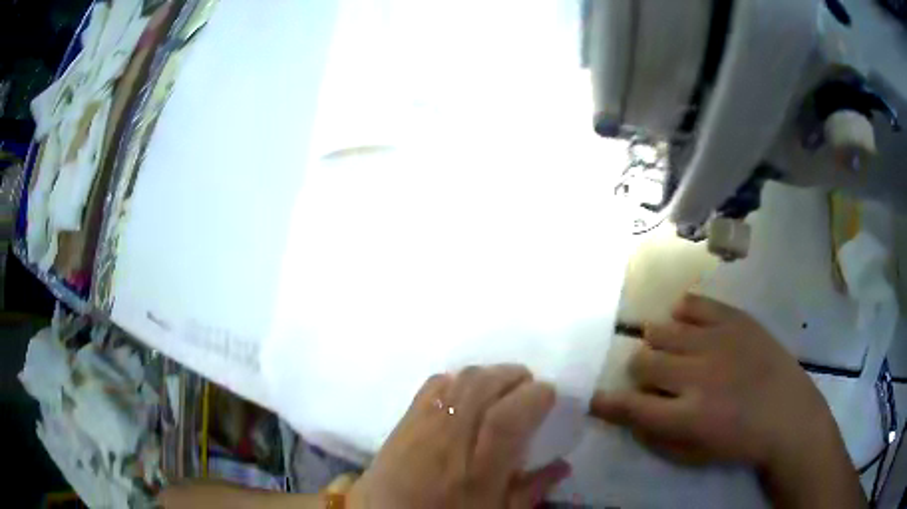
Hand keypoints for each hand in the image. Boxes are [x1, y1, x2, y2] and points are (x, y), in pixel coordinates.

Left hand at [349, 365, 570, 508]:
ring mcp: (422, 426)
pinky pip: (432, 385)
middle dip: (513, 375)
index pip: (506, 419)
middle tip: (529, 384)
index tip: (550, 393)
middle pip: (481, 388)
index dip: (533, 397)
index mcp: (476, 471)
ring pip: (458, 380)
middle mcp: (448, 440)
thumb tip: (564, 465)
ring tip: (502, 384)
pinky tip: (466, 391)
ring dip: (487, 373)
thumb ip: (531, 490)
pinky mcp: (403, 420)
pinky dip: (456, 379)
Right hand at [591, 294, 835, 469]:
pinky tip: (687, 325)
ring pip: (662, 330)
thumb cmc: (739, 442)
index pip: (630, 405)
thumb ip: (655, 436)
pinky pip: (693, 304)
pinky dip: (682, 314)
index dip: (605, 402)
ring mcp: (718, 341)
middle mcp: (697, 375)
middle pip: (642, 360)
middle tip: (653, 378)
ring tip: (673, 351)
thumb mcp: (692, 455)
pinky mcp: (735, 319)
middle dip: (638, 371)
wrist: (788, 413)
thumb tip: (630, 412)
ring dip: (658, 343)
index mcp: (687, 417)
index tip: (594, 399)